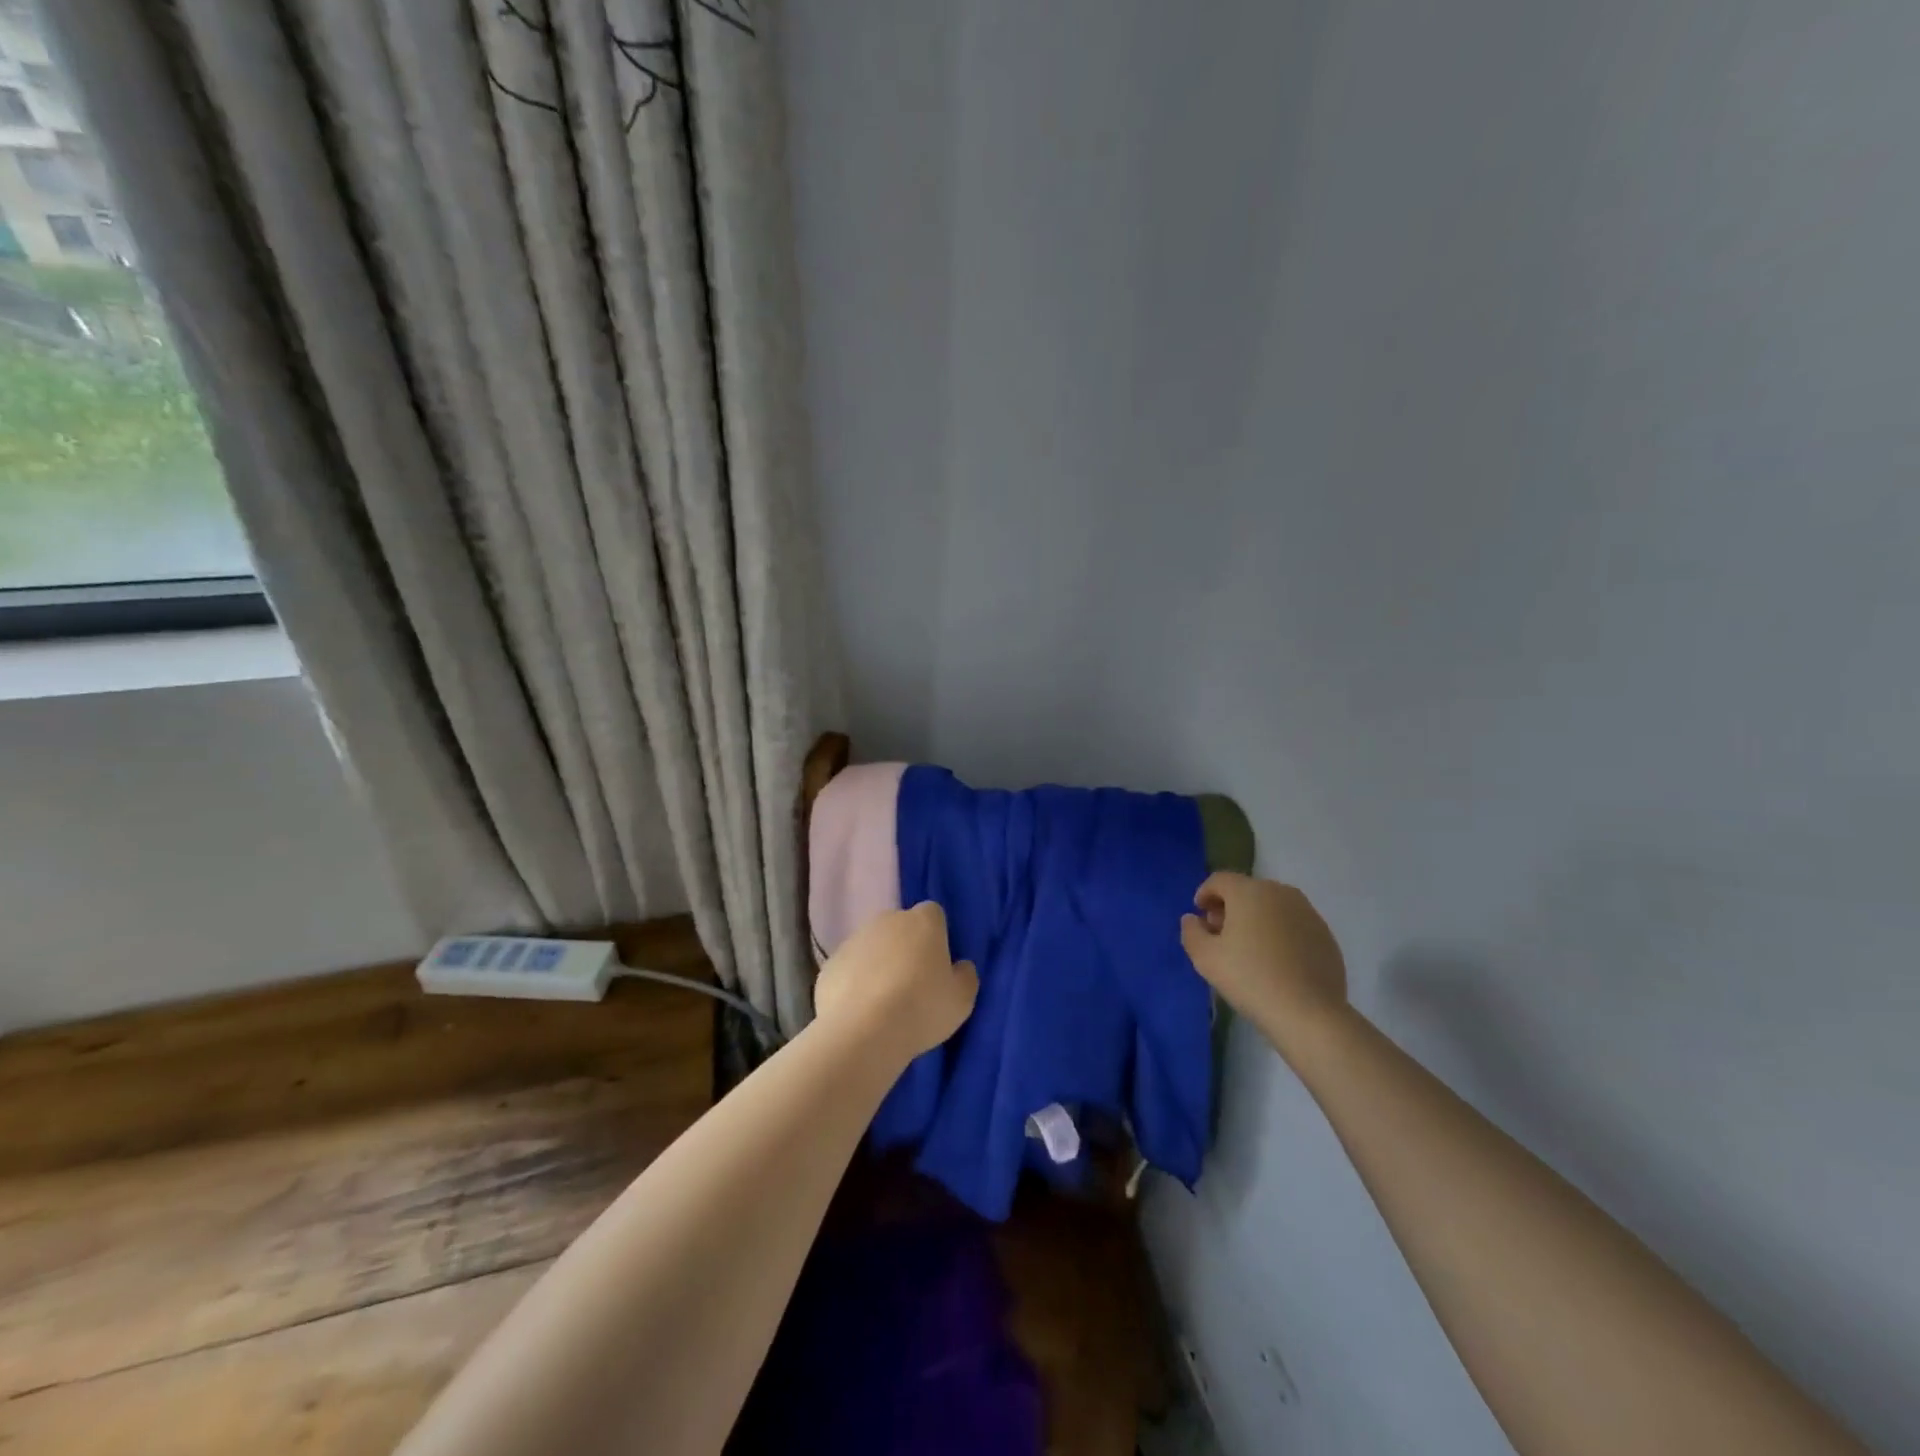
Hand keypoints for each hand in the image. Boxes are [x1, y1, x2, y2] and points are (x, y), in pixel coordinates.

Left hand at [812, 901, 978, 1060]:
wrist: (862, 1031)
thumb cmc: (921, 1008)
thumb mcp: (962, 999)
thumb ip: (965, 976)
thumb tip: (960, 966)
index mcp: (923, 921)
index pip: (934, 914)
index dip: (937, 937)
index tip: (938, 965)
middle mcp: (887, 920)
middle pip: (900, 927)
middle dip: (906, 947)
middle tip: (913, 984)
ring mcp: (854, 939)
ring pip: (872, 946)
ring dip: (879, 964)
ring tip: (884, 1002)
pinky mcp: (830, 963)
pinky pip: (849, 968)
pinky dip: (854, 982)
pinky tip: (860, 1011)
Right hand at [1180, 873, 1347, 1041]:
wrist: (1308, 1013)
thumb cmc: (1249, 978)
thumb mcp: (1204, 957)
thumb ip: (1191, 932)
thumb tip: (1193, 919)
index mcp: (1249, 891)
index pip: (1219, 880)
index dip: (1204, 894)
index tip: (1200, 917)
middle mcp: (1280, 892)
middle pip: (1247, 891)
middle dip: (1230, 907)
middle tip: (1221, 935)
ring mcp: (1308, 913)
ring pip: (1272, 907)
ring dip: (1256, 919)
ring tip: (1249, 950)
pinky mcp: (1326, 935)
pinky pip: (1293, 925)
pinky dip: (1280, 934)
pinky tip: (1276, 962)